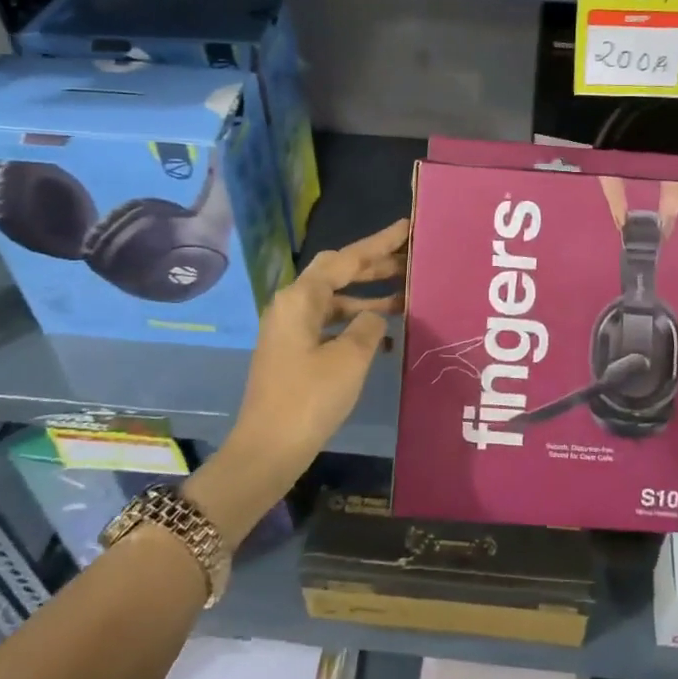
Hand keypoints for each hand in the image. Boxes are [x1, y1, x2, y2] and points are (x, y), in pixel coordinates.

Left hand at [187, 219, 407, 542]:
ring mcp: (290, 330)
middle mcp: (292, 306)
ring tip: (407, 297)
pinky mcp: (294, 352)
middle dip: (374, 266)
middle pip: (337, 274)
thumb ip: (368, 326)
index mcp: (300, 299)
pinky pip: (330, 324)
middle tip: (410, 261)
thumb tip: (374, 315)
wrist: (267, 450)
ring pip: (335, 300)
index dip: (378, 243)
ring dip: (368, 296)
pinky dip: (356, 322)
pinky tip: (383, 335)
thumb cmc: (309, 399)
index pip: (345, 259)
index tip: (406, 228)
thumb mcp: (349, 359)